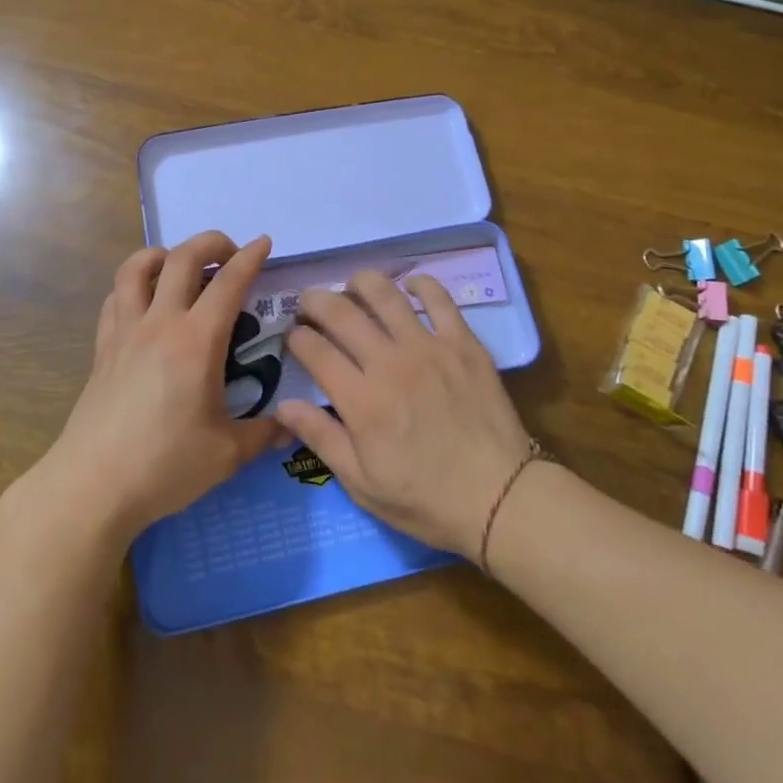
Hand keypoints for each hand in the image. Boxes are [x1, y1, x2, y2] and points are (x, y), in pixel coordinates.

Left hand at [29, 231, 285, 540]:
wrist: (93, 486)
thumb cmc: (164, 466)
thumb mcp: (226, 455)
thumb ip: (263, 434)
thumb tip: (290, 426)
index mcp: (197, 342)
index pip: (229, 283)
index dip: (250, 258)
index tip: (264, 243)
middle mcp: (160, 323)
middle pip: (182, 257)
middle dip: (211, 242)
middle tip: (230, 253)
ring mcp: (125, 332)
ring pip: (136, 267)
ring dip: (164, 254)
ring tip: (182, 267)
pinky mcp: (102, 348)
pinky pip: (115, 298)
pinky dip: (134, 286)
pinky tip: (146, 303)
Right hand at [273, 271, 532, 558]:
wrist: (500, 497)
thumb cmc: (426, 499)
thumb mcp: (362, 484)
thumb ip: (321, 438)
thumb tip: (282, 405)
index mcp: (361, 400)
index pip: (314, 350)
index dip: (296, 337)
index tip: (293, 337)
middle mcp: (389, 363)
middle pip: (341, 312)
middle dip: (315, 301)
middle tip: (310, 304)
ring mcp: (429, 347)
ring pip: (385, 294)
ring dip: (360, 283)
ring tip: (352, 287)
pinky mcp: (463, 343)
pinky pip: (439, 298)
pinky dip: (421, 284)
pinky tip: (410, 286)